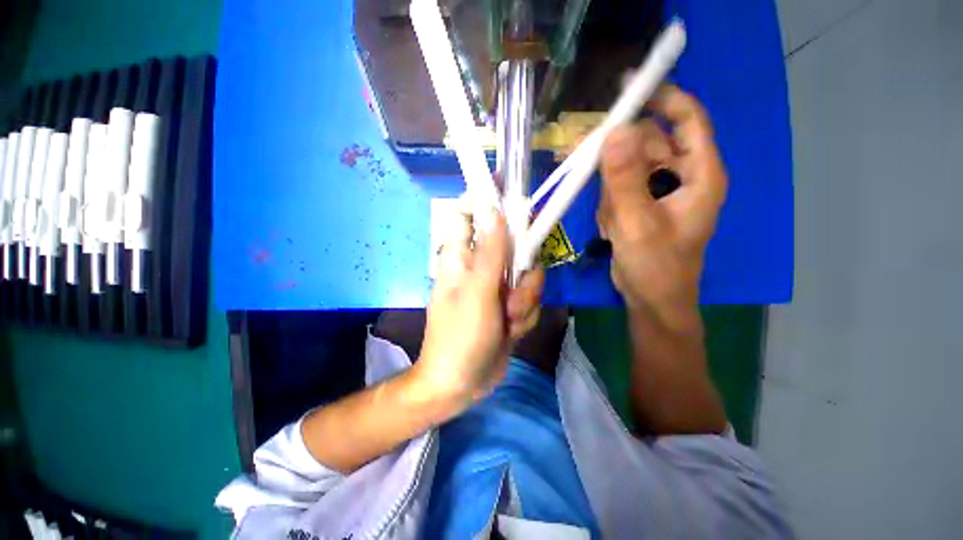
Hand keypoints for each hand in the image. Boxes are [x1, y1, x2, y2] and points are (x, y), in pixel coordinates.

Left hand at [415, 203, 544, 410]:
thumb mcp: (476, 293)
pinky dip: (525, 316)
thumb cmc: (459, 337)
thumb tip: (494, 210)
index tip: (512, 197)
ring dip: (524, 301)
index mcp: (462, 258)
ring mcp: (498, 287)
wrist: (462, 384)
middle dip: (522, 273)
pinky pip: (530, 299)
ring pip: (528, 276)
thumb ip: (489, 252)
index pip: (470, 216)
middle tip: (512, 295)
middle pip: (515, 247)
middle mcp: (481, 267)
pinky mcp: (511, 305)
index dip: (487, 201)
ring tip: (507, 321)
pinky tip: (510, 332)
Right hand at [597, 85, 726, 317]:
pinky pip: (616, 190)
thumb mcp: (638, 222)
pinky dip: (607, 206)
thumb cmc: (656, 266)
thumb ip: (625, 179)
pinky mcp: (638, 205)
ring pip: (625, 169)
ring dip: (608, 189)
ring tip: (608, 219)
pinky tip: (610, 229)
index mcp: (699, 174)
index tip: (629, 87)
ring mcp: (656, 191)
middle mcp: (680, 176)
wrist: (650, 299)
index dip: (662, 98)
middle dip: (614, 155)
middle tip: (578, 154)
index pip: (687, 120)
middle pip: (645, 144)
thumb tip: (613, 132)